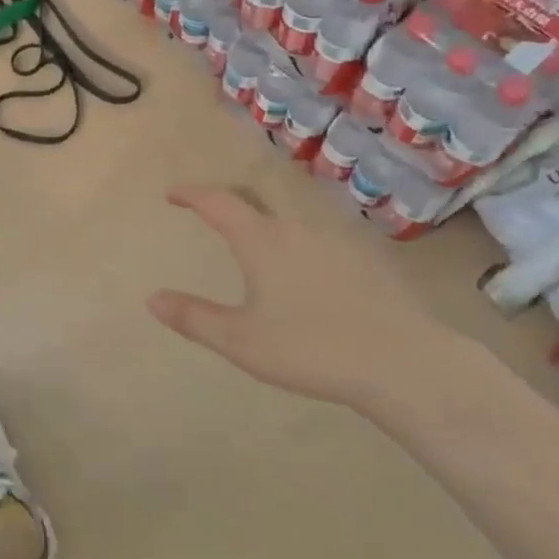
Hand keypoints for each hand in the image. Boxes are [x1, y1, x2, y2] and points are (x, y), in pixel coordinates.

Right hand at [145, 184, 461, 409]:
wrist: (406, 364)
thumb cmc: (312, 349)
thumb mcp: (242, 341)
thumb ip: (195, 318)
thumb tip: (152, 298)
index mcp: (262, 241)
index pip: (218, 202)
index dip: (192, 194)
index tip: (173, 194)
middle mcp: (296, 228)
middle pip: (256, 197)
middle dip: (228, 197)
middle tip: (210, 210)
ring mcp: (336, 239)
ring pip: (291, 214)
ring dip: (265, 216)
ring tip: (255, 238)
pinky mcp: (367, 257)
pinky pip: (319, 234)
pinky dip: (297, 237)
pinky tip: (306, 265)